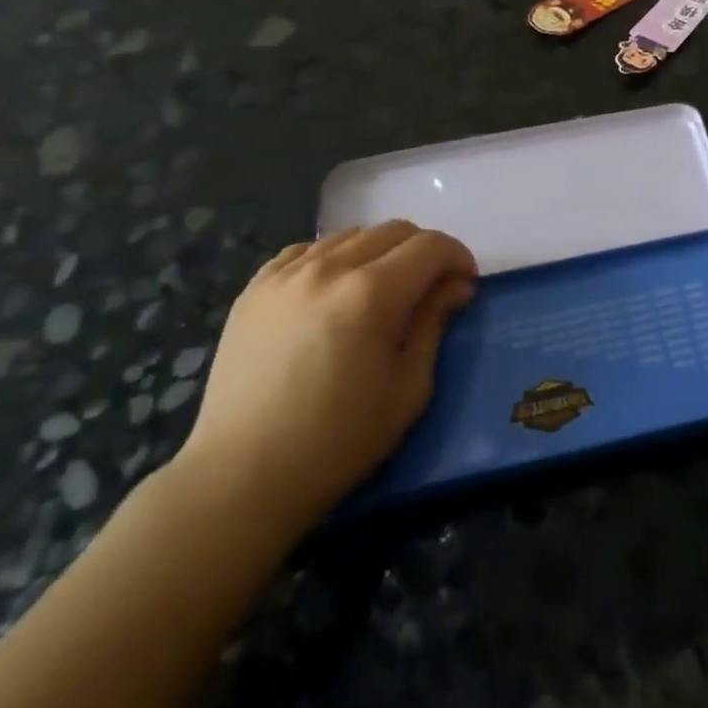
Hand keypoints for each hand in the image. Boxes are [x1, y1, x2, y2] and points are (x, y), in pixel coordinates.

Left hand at [176, 222, 476, 535]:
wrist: (243, 476)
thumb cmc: (338, 441)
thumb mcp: (408, 389)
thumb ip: (435, 324)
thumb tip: (456, 286)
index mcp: (371, 294)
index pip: (430, 246)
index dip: (457, 257)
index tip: (464, 284)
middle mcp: (329, 268)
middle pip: (393, 231)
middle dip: (423, 252)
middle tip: (429, 288)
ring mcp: (285, 274)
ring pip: (351, 235)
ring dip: (379, 253)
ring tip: (380, 291)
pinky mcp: (255, 288)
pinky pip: (307, 250)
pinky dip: (333, 258)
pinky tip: (333, 291)